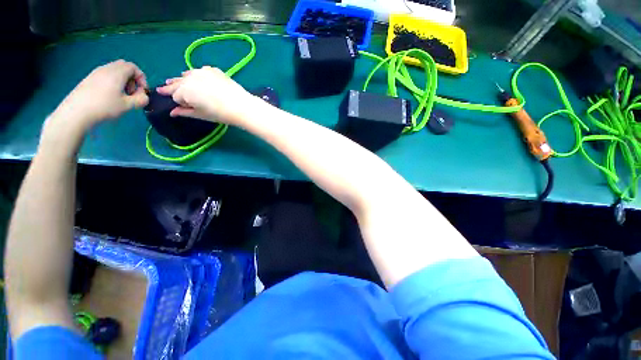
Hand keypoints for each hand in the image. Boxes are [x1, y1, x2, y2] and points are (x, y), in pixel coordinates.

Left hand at [50, 60, 148, 132]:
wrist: (76, 112)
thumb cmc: (104, 107)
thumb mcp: (128, 105)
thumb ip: (141, 100)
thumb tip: (144, 96)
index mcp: (117, 73)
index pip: (134, 67)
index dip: (141, 78)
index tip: (142, 91)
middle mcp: (106, 69)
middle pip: (123, 66)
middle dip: (132, 78)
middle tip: (132, 93)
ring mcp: (95, 73)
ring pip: (114, 71)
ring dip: (122, 81)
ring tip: (121, 96)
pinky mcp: (89, 79)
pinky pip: (105, 75)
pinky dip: (112, 82)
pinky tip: (109, 96)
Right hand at [156, 66, 256, 124]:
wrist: (241, 106)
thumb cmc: (220, 113)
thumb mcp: (201, 115)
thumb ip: (185, 112)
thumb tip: (172, 112)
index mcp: (184, 91)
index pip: (175, 95)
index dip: (179, 101)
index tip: (181, 104)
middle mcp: (189, 78)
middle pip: (177, 83)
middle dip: (172, 87)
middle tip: (163, 88)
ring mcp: (201, 72)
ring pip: (187, 75)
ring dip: (183, 79)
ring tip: (179, 81)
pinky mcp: (213, 70)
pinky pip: (200, 71)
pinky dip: (197, 75)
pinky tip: (198, 78)